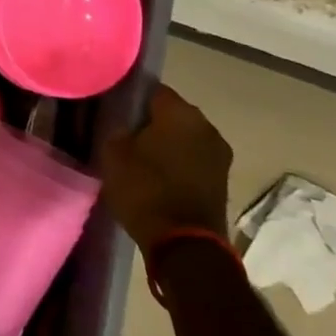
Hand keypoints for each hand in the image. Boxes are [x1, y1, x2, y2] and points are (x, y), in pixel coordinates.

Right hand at [99, 84, 232, 250]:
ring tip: (139, 155)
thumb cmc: (145, 189)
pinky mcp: (222, 179)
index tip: (113, 109)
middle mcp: (206, 126)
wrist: (185, 246)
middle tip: (123, 132)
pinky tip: (156, 174)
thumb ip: (117, 127)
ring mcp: (219, 154)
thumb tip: (122, 123)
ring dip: (165, 142)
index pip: (150, 89)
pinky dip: (177, 162)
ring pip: (183, 136)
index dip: (130, 97)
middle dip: (149, 120)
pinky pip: (193, 158)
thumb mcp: (113, 152)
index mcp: (180, 112)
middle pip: (170, 112)